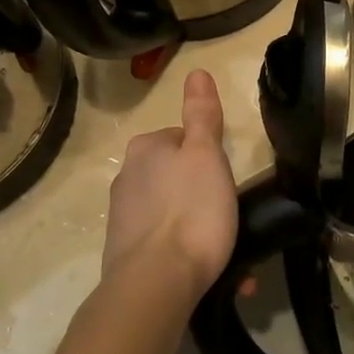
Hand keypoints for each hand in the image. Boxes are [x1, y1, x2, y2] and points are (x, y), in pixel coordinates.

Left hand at [101, 70, 238, 302]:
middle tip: (231, 216)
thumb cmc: (191, 211)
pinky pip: (164, 244)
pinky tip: (208, 271)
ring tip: (227, 251)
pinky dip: (185, 252)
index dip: (209, 156)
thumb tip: (196, 71)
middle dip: (203, 194)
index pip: (182, 139)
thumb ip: (201, 115)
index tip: (227, 179)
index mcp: (145, 150)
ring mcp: (123, 218)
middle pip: (176, 176)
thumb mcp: (206, 154)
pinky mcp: (124, 253)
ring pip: (172, 213)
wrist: (156, 282)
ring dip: (197, 227)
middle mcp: (126, 178)